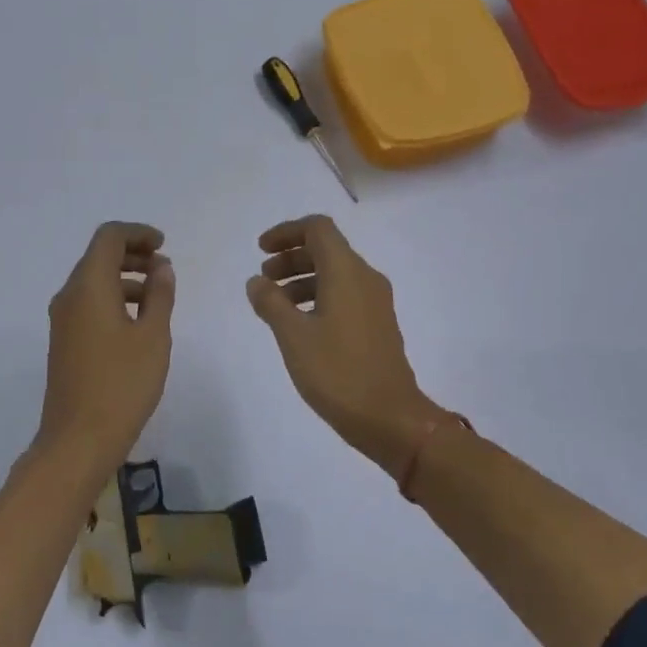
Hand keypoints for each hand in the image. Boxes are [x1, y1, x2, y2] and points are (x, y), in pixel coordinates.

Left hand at [36, 222, 175, 474]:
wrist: (79, 439)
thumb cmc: (122, 384)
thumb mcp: (152, 337)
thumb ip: (160, 295)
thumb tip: (161, 268)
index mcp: (88, 286)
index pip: (108, 238)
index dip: (137, 234)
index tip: (163, 245)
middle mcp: (69, 296)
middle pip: (98, 257)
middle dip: (132, 255)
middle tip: (164, 268)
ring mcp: (62, 321)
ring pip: (93, 282)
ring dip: (125, 279)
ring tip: (158, 295)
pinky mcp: (64, 342)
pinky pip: (88, 305)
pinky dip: (113, 299)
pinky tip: (138, 321)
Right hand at [247, 215, 444, 477]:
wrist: (389, 417)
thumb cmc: (337, 372)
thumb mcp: (293, 335)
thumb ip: (271, 303)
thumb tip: (257, 282)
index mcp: (347, 272)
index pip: (318, 229)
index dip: (286, 232)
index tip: (260, 250)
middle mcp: (365, 279)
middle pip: (326, 250)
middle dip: (290, 258)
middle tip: (263, 280)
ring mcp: (375, 303)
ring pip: (334, 275)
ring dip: (302, 280)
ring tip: (274, 305)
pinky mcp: (377, 325)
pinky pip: (344, 296)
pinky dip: (317, 298)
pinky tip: (299, 325)